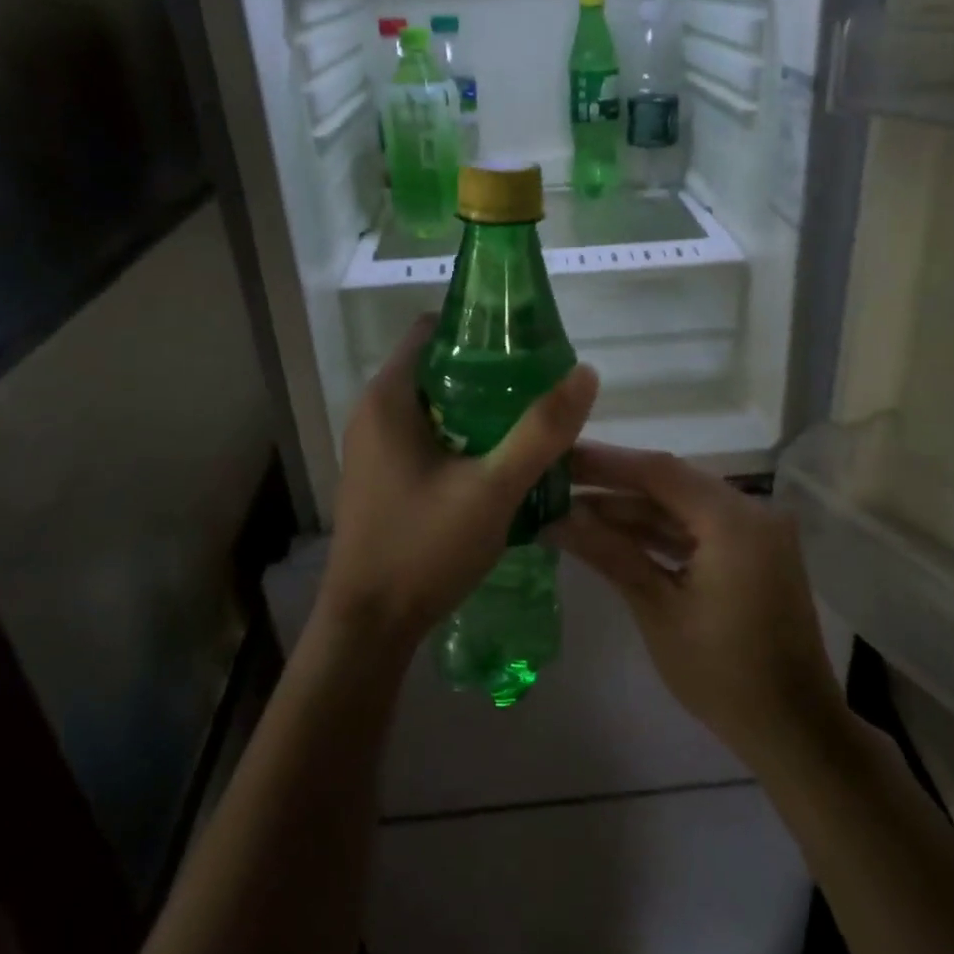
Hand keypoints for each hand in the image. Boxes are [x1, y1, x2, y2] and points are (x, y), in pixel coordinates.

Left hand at [321, 316, 599, 651]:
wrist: (369, 626)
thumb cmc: (423, 548)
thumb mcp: (493, 489)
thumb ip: (541, 432)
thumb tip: (584, 373)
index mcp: (389, 397)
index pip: (434, 329)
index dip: (482, 328)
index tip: (529, 344)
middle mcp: (374, 411)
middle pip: (440, 365)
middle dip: (491, 371)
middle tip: (542, 388)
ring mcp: (375, 445)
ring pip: (437, 403)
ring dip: (481, 407)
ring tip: (531, 422)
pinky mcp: (383, 474)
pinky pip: (429, 434)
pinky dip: (464, 435)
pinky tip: (500, 460)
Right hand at [551, 444, 844, 762]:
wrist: (794, 729)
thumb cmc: (723, 675)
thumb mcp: (659, 610)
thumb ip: (609, 553)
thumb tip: (555, 518)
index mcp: (734, 520)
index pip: (659, 472)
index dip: (605, 462)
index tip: (558, 456)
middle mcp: (751, 512)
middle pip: (671, 484)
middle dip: (613, 484)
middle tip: (558, 481)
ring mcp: (754, 532)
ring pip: (682, 507)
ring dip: (632, 510)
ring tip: (572, 508)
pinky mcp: (752, 553)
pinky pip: (698, 529)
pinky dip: (658, 532)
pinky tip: (612, 533)